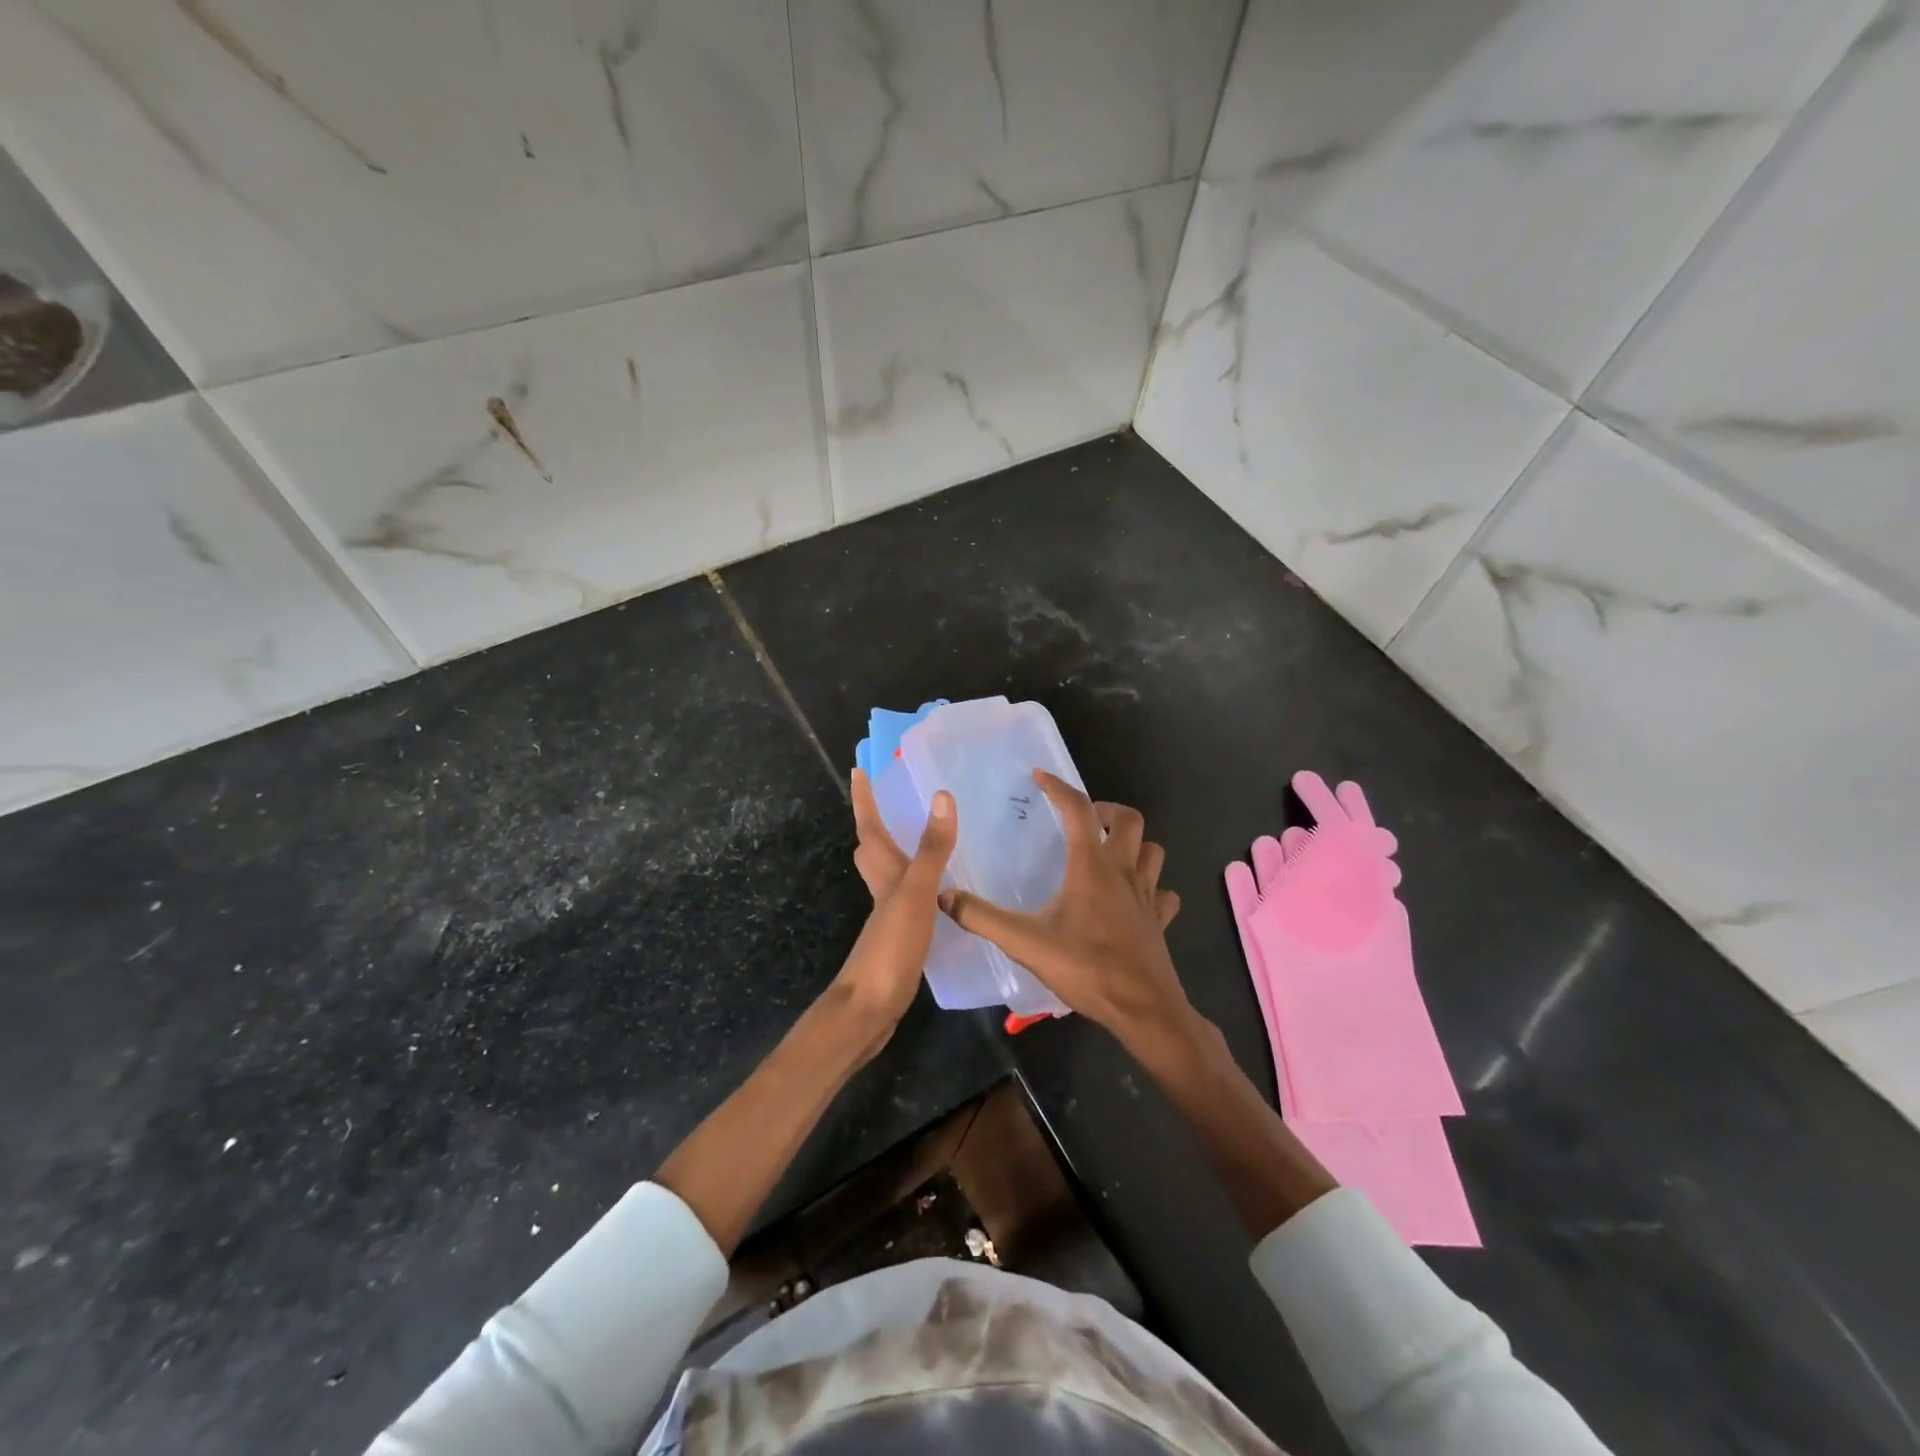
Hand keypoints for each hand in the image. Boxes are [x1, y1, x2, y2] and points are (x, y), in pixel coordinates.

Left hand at [832, 770, 957, 1039]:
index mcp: (885, 876)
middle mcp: (884, 892)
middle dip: (875, 825)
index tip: (859, 770)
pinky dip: (920, 889)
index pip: (871, 829)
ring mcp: (889, 919)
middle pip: (873, 852)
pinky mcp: (900, 941)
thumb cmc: (890, 948)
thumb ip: (932, 850)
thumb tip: (942, 796)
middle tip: (888, 802)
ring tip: (922, 841)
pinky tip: (940, 896)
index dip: (864, 800)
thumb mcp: (916, 895)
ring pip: (890, 877)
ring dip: (900, 855)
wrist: (869, 1010)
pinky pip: (908, 902)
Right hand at [943, 770, 1185, 1046]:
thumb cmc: (1087, 969)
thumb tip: (944, 894)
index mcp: (1091, 866)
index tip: (1040, 777)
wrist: (1143, 1010)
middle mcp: (1123, 871)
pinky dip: (1152, 886)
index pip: (1078, 809)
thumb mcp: (1025, 943)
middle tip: (1082, 821)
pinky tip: (1134, 898)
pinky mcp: (1160, 920)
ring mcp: (1148, 896)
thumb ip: (982, 917)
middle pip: (1129, 819)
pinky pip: (1163, 892)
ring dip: (1133, 844)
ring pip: (1152, 851)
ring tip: (1108, 853)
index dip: (1058, 787)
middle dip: (1106, 810)